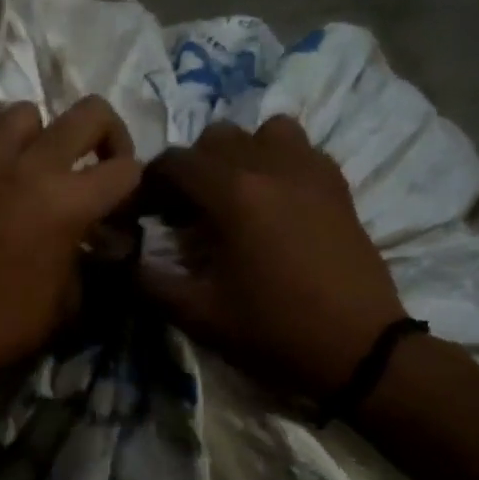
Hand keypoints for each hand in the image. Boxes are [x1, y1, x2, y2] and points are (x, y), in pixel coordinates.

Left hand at [0, 96, 142, 391]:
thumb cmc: (4, 326)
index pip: (125, 168)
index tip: (117, 203)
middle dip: (105, 135)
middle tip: (92, 165)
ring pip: (25, 114)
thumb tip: (91, 237)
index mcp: (67, 203)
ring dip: (40, 138)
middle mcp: (29, 167)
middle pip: (88, 113)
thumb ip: (87, 255)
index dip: (131, 185)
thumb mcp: (68, 300)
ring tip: (30, 171)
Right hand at [139, 117, 407, 396]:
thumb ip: (149, 282)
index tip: (145, 212)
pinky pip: (300, 149)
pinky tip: (274, 202)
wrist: (358, 348)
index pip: (175, 162)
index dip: (150, 182)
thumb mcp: (198, 315)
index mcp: (234, 195)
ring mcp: (311, 171)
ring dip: (239, 155)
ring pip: (263, 132)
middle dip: (191, 168)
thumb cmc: (273, 331)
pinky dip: (277, 161)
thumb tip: (120, 259)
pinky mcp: (337, 185)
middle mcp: (272, 166)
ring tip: (234, 196)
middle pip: (216, 138)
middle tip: (186, 210)